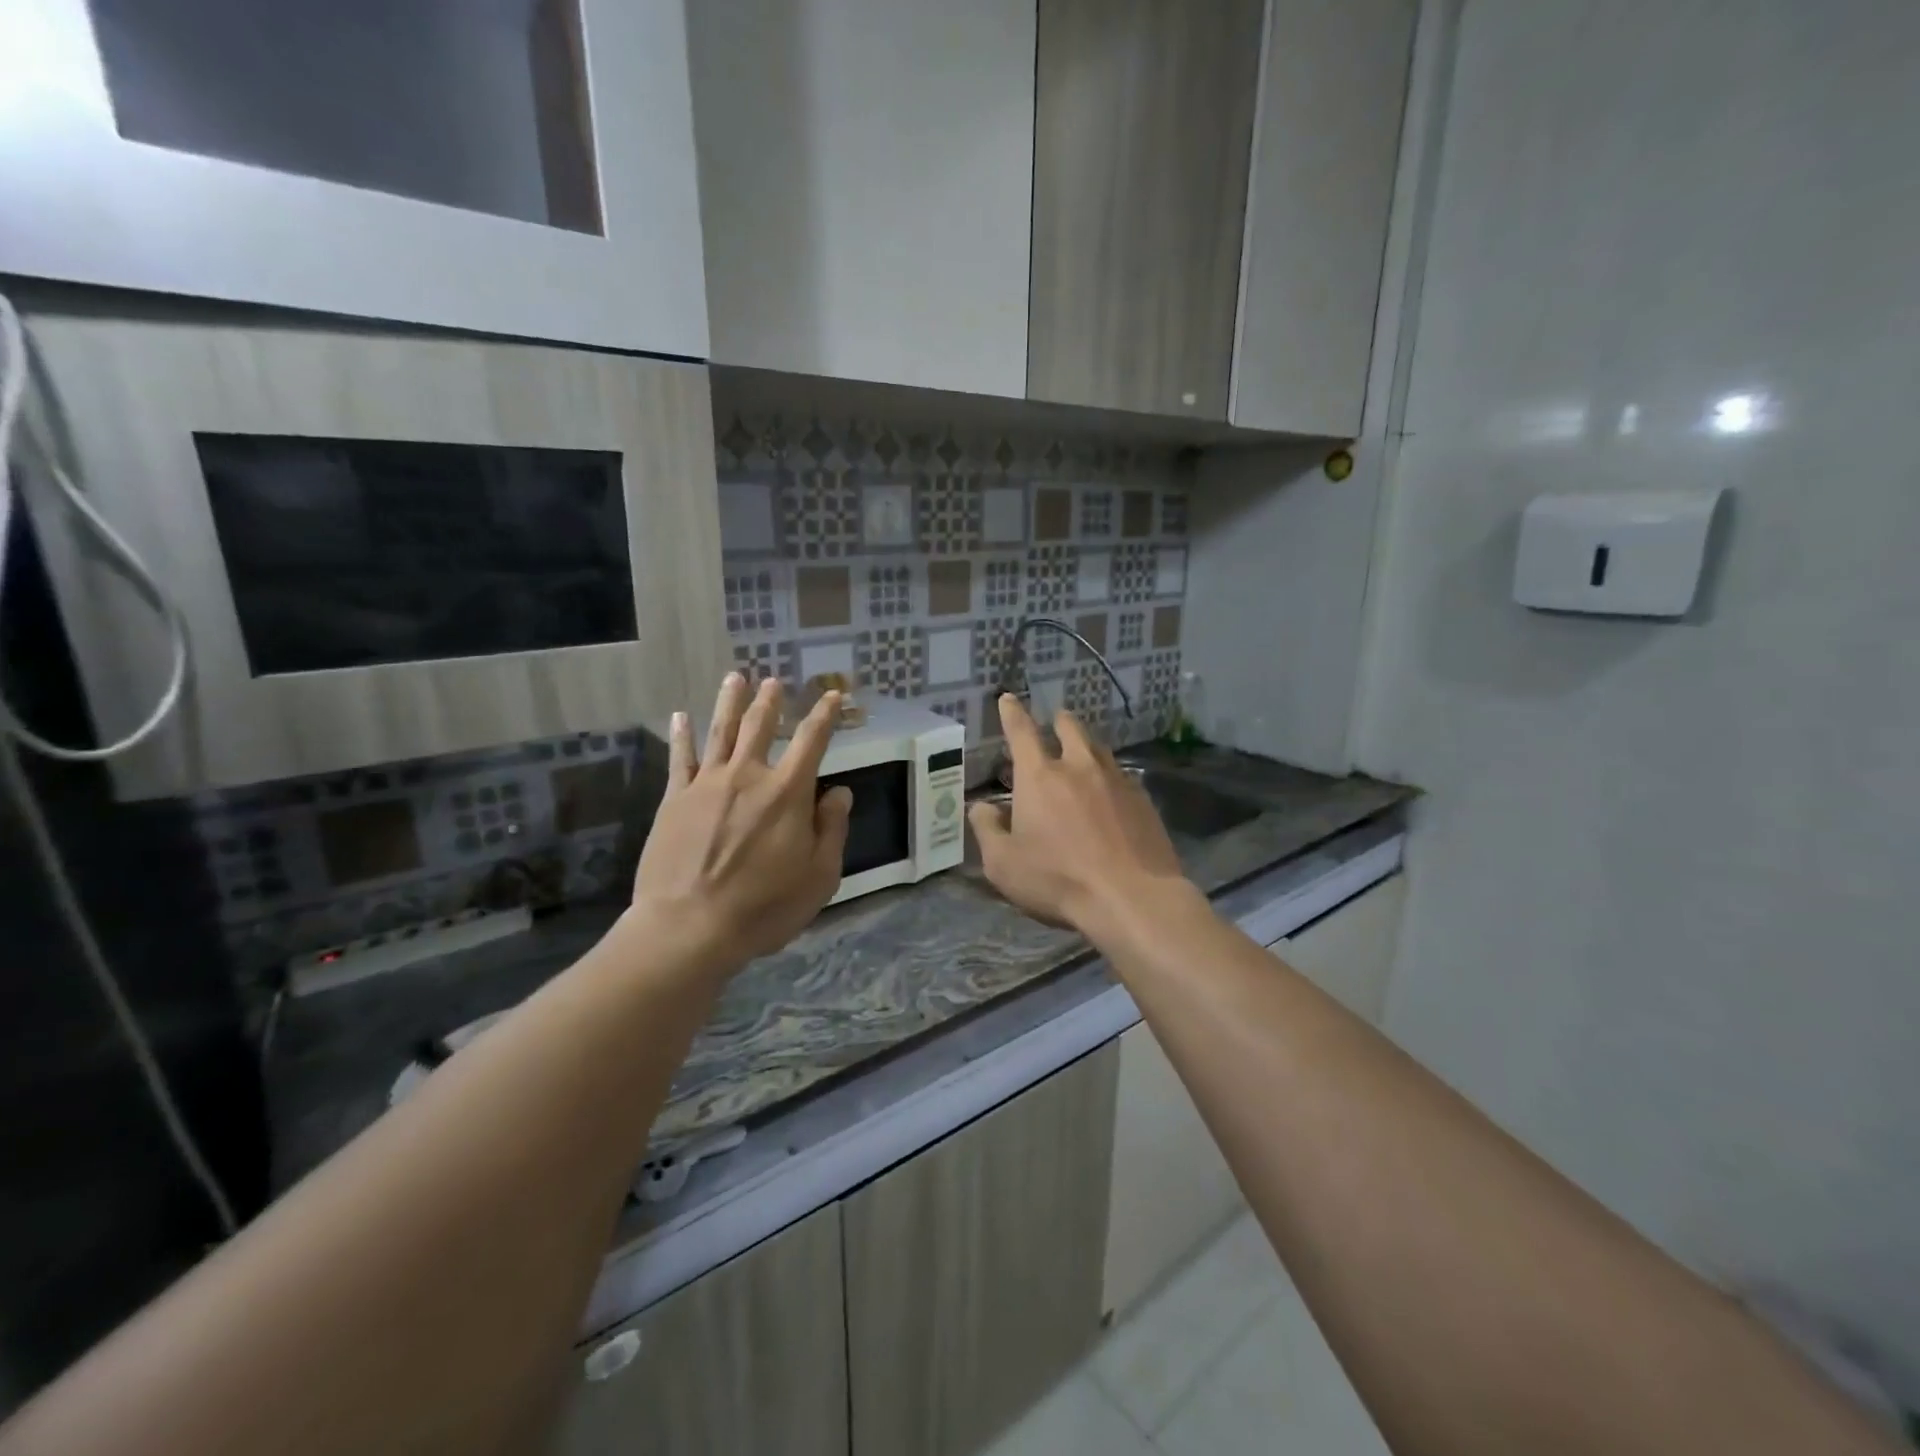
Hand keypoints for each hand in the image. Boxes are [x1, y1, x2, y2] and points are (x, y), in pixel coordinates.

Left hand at [626, 673, 851, 978]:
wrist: (689, 927)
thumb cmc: (764, 906)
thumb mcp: (819, 875)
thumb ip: (831, 829)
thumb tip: (838, 792)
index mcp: (788, 792)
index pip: (812, 741)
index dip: (825, 715)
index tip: (833, 696)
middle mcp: (748, 776)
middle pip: (761, 727)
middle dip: (771, 702)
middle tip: (773, 682)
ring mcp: (707, 784)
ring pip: (720, 731)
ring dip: (729, 702)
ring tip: (735, 678)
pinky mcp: (675, 799)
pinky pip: (679, 758)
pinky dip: (682, 735)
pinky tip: (680, 716)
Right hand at [967, 695, 1186, 936]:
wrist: (1131, 897)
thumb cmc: (1058, 880)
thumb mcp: (1003, 864)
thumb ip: (987, 830)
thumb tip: (980, 808)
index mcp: (1039, 777)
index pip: (1021, 732)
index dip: (1012, 713)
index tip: (1008, 698)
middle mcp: (1079, 767)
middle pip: (1070, 729)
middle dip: (1059, 721)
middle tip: (1055, 721)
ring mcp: (1117, 780)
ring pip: (1100, 749)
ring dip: (1087, 746)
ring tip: (1083, 753)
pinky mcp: (1144, 800)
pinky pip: (1123, 777)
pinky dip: (1111, 777)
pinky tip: (1112, 793)